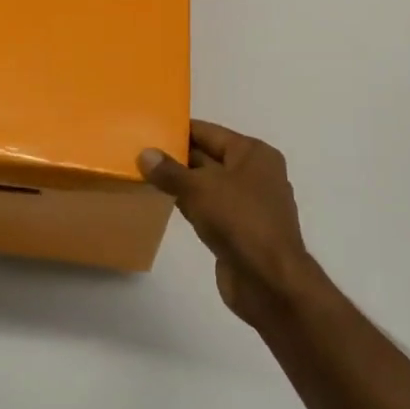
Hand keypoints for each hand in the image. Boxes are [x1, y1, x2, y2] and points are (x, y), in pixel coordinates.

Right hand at [139, 121, 326, 325]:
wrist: (269, 280)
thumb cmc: (239, 220)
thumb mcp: (199, 188)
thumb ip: (169, 171)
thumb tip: (145, 154)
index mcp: (253, 154)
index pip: (209, 132)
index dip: (179, 130)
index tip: (148, 128)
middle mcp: (255, 174)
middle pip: (209, 156)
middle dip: (177, 156)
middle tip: (140, 152)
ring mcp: (249, 203)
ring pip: (208, 184)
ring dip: (181, 182)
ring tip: (145, 175)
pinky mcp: (240, 229)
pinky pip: (210, 208)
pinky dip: (190, 204)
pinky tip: (166, 203)